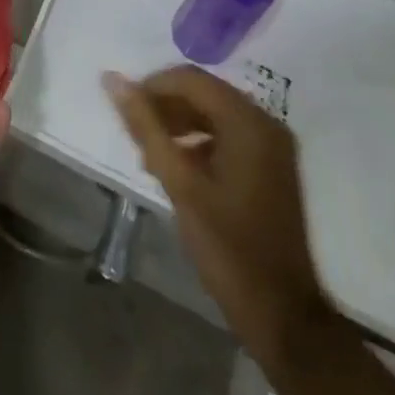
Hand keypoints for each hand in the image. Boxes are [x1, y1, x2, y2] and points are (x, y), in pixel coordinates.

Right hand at [104, 65, 328, 354]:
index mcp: (248, 122)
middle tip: (136, 136)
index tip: (125, 112)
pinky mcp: (272, 166)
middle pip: (203, 92)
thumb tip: (112, 79)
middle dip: (165, 106)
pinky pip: (228, 133)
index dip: (152, 87)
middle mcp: (265, 123)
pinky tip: (178, 168)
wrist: (283, 315)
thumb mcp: (178, 183)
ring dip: (179, 122)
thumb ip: (145, 126)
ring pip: (214, 112)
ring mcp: (273, 145)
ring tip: (151, 154)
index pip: (190, 79)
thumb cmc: (227, 246)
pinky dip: (199, 140)